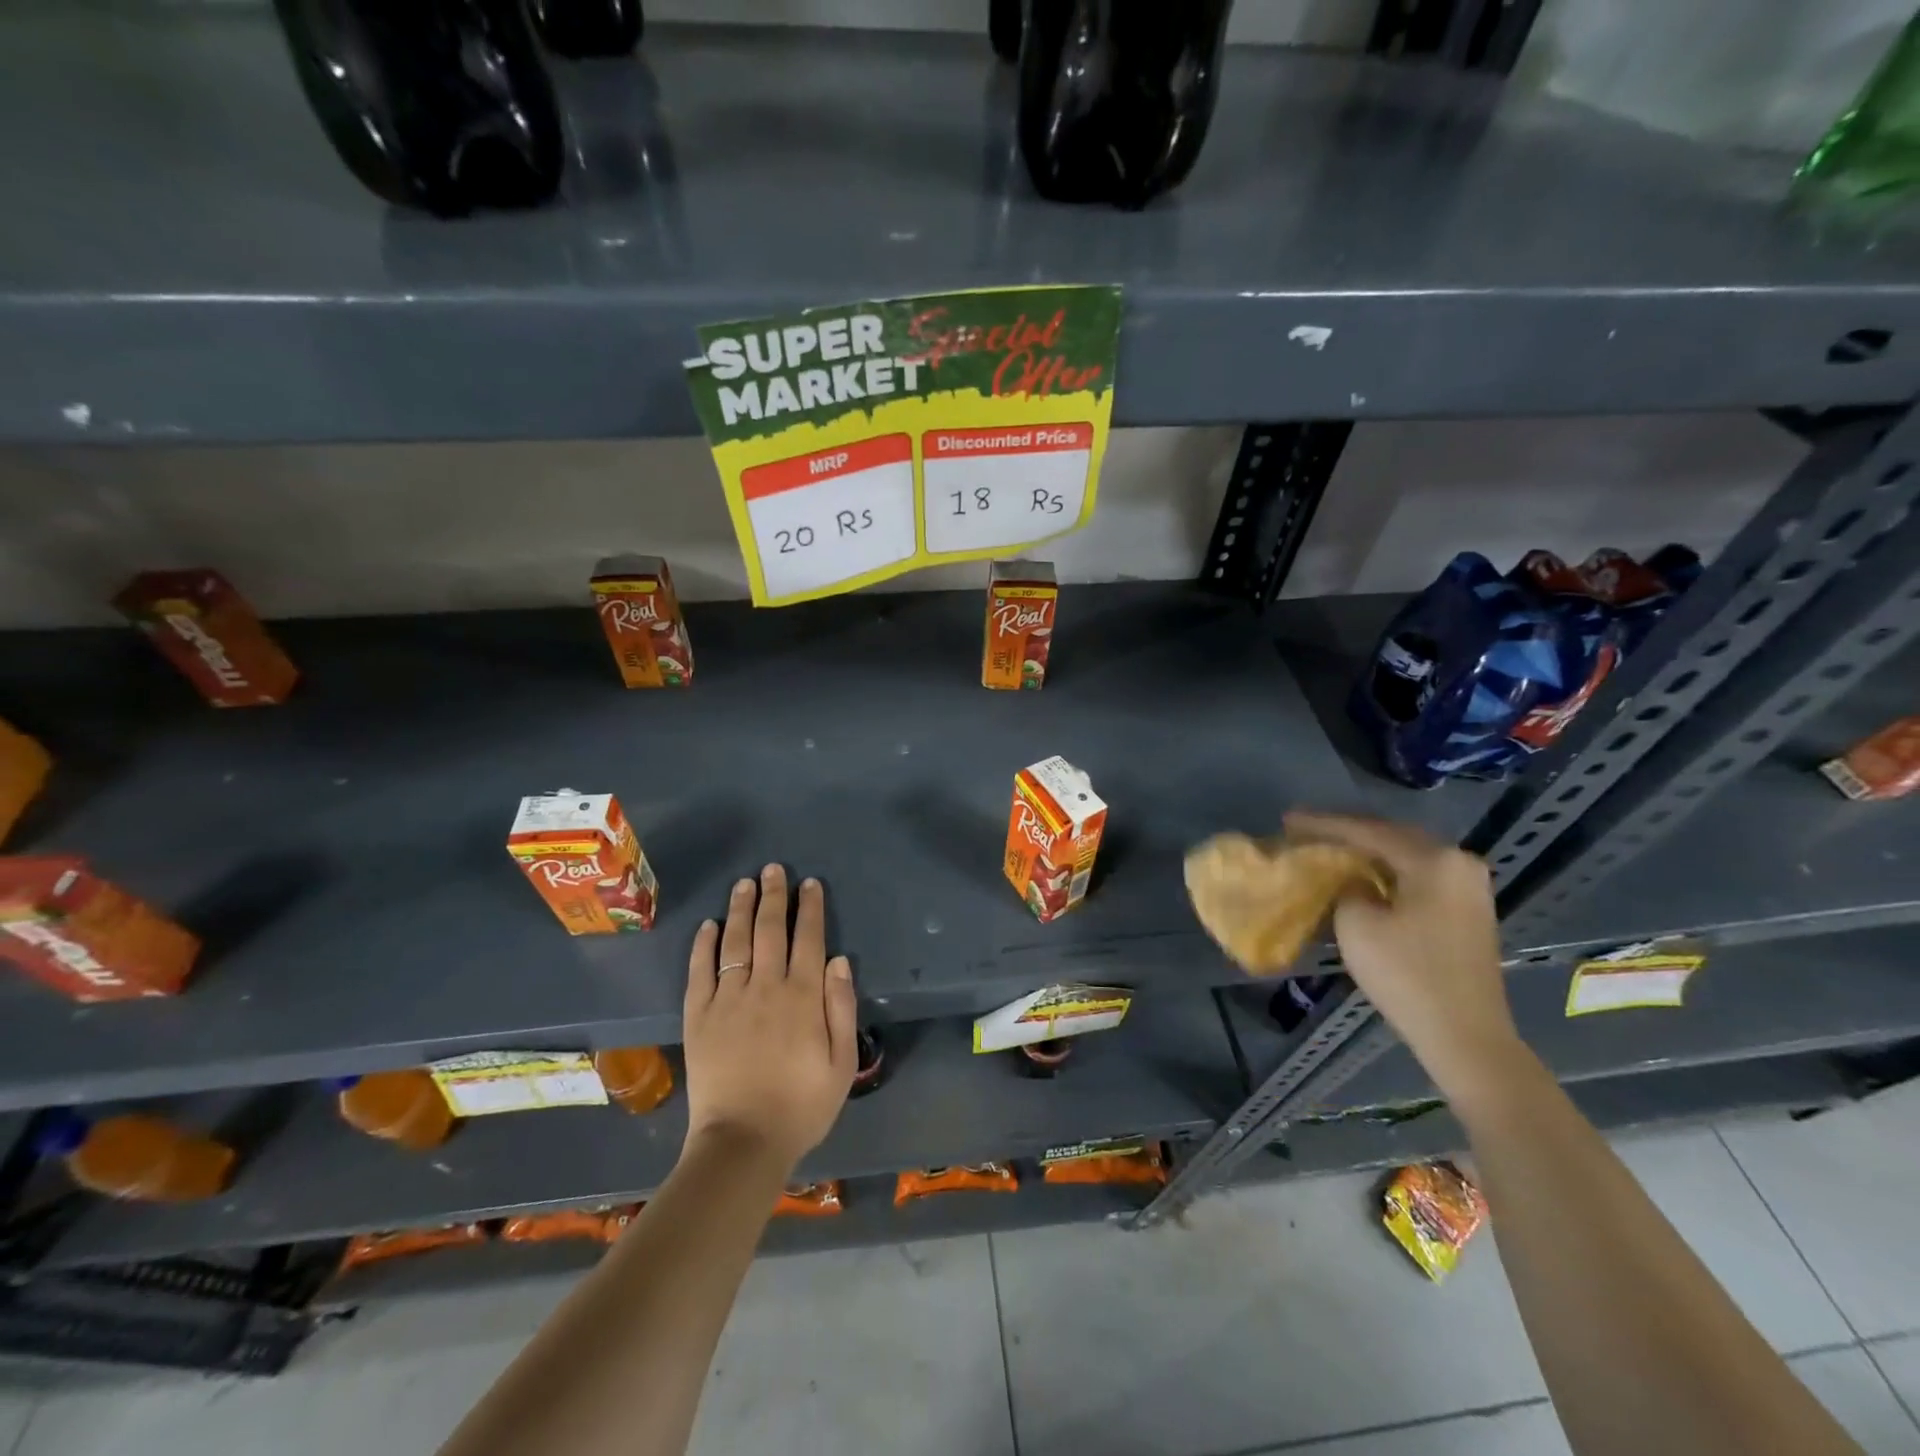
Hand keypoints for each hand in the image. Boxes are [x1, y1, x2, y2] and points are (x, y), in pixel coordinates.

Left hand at [682, 865, 857, 1171]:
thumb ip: (842, 1007)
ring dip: (740, 908)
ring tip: (744, 883)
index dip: (809, 908)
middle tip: (773, 869)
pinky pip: (699, 971)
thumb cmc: (801, 1105)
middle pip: (769, 930)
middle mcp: (765, 987)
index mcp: (803, 997)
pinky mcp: (698, 1017)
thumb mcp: (843, 1062)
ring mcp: (728, 999)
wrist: (742, 1143)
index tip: (809, 884)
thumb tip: (837, 960)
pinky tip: (708, 925)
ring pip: (734, 941)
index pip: (808, 938)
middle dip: (773, 895)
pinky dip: (703, 945)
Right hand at [1285, 811, 1520, 1099]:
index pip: (1368, 831)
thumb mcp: (1356, 924)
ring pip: (1406, 857)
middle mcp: (1459, 863)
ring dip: (1367, 853)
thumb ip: (1347, 888)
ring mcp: (1469, 888)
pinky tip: (1361, 875)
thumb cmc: (1406, 975)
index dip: (1323, 825)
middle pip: (1391, 837)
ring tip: (1327, 848)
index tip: (1287, 820)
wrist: (1465, 1036)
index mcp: (1435, 859)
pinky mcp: (1467, 911)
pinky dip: (1386, 872)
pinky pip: (1418, 876)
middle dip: (1347, 834)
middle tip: (1305, 830)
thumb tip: (1353, 883)